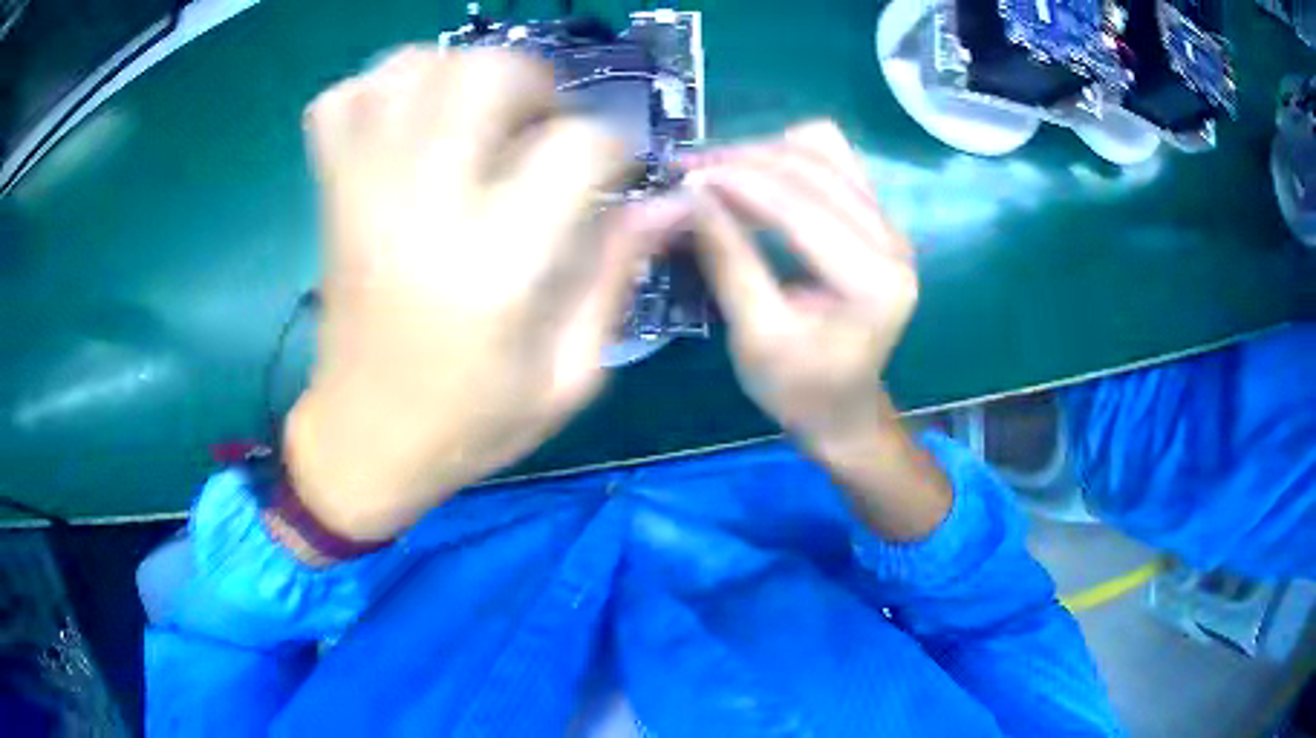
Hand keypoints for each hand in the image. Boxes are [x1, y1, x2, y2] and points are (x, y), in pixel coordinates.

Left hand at [286, 48, 685, 541]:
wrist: (362, 444)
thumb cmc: (470, 424)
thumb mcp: (567, 376)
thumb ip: (617, 275)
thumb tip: (667, 202)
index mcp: (496, 265)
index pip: (576, 147)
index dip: (613, 148)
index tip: (613, 174)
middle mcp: (423, 207)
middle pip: (483, 73)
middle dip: (535, 83)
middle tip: (545, 127)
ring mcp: (364, 192)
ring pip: (411, 68)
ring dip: (461, 72)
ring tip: (481, 117)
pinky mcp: (332, 195)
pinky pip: (342, 99)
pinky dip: (382, 86)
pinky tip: (412, 118)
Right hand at [686, 121, 949, 538]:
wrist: (843, 408)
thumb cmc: (799, 389)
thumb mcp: (755, 337)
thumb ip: (728, 261)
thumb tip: (689, 196)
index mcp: (874, 281)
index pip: (802, 208)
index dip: (739, 181)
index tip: (683, 172)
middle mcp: (893, 241)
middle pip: (816, 165)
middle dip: (746, 160)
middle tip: (688, 169)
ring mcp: (889, 223)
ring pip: (826, 150)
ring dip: (765, 152)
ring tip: (717, 172)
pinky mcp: (877, 217)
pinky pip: (833, 160)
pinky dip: (787, 156)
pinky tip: (753, 177)